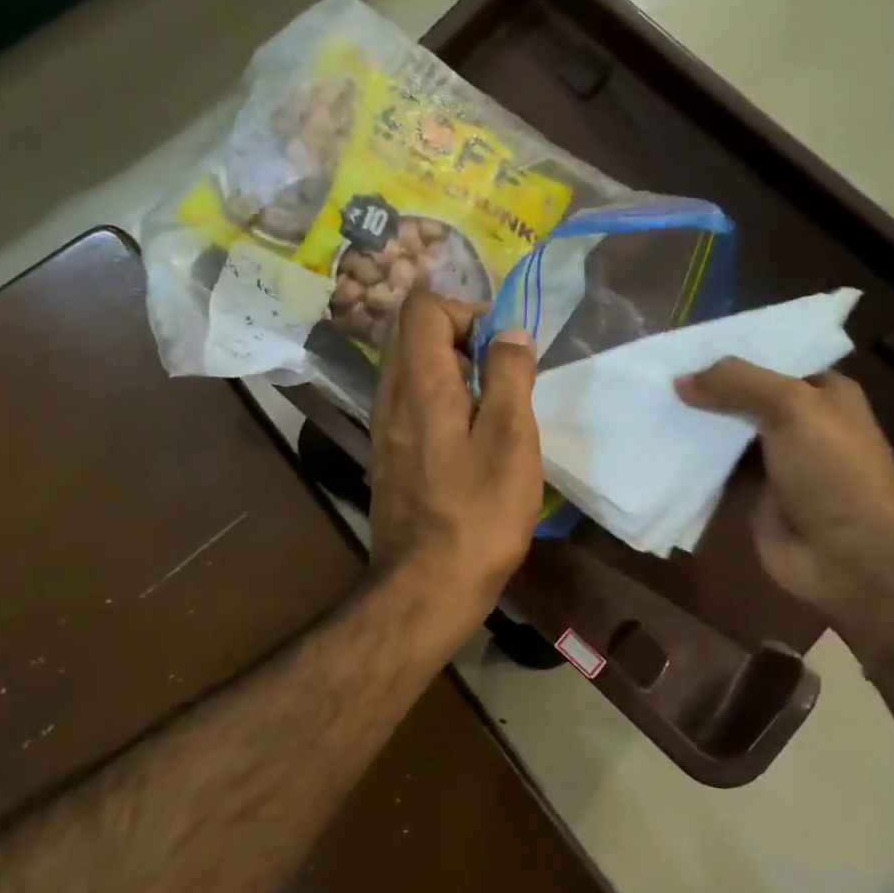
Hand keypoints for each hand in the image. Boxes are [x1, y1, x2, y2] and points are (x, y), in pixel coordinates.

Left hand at [369, 291, 542, 621]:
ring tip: (489, 406)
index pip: (422, 306)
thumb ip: (509, 377)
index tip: (500, 351)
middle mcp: (389, 395)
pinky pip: (408, 400)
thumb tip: (509, 333)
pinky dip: (438, 397)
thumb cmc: (478, 515)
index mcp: (418, 383)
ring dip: (450, 369)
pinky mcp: (388, 453)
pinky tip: (470, 437)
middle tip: (497, 374)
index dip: (466, 312)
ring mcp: (383, 426)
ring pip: (408, 366)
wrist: (427, 587)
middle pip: (409, 331)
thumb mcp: (510, 440)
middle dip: (458, 335)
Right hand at [674, 362, 893, 655]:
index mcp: (823, 393)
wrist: (849, 557)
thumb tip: (680, 381)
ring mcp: (774, 460)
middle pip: (743, 396)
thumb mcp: (792, 409)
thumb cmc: (833, 472)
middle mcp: (799, 422)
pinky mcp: (751, 494)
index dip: (730, 352)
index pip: (771, 359)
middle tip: (653, 374)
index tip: (681, 346)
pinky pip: (714, 469)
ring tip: (645, 403)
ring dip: (693, 423)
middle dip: (704, 387)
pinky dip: (689, 460)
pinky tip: (654, 445)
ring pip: (725, 433)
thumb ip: (738, 384)